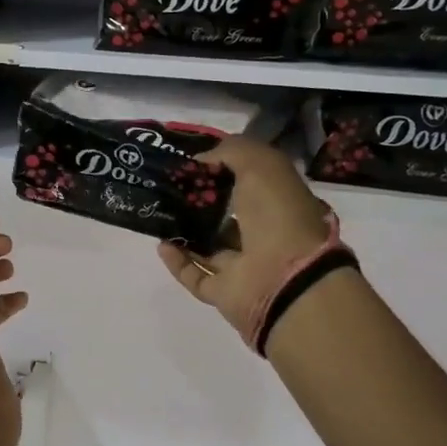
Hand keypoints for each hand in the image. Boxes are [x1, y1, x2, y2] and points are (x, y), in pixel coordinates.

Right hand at [157, 137, 336, 342]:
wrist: (286, 279)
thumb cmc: (278, 215)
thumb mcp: (261, 164)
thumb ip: (231, 151)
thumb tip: (201, 159)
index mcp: (281, 204)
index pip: (250, 184)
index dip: (224, 171)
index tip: (193, 161)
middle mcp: (265, 236)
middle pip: (227, 217)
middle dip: (200, 203)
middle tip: (169, 187)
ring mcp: (245, 268)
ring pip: (210, 248)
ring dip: (186, 233)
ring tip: (160, 214)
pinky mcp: (225, 293)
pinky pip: (196, 276)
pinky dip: (178, 262)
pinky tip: (161, 244)